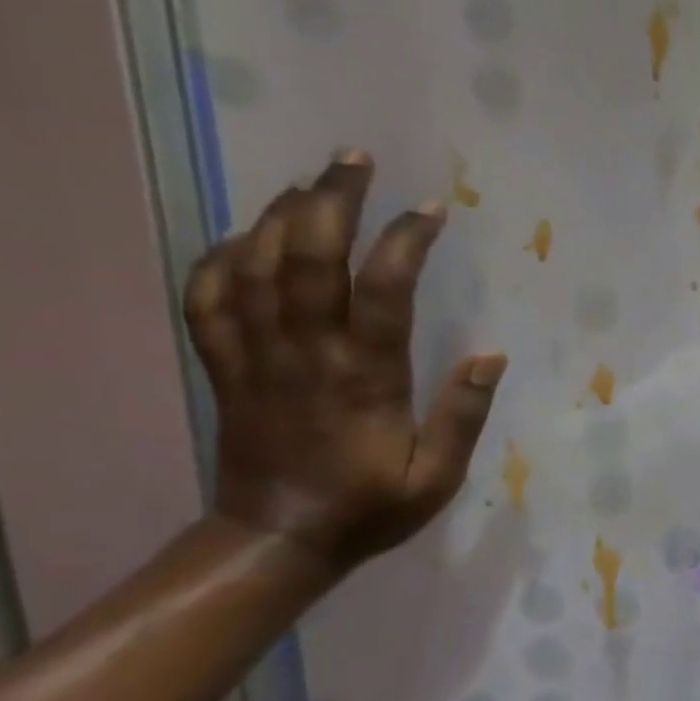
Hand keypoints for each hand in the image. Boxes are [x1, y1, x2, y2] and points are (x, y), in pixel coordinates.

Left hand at [183, 149, 506, 572]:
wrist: (277, 540)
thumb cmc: (369, 507)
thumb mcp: (437, 477)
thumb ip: (463, 415)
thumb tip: (492, 355)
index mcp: (363, 378)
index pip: (382, 291)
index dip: (405, 241)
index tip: (432, 209)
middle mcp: (305, 354)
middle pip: (306, 258)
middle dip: (331, 200)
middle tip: (357, 159)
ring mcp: (256, 357)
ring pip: (254, 267)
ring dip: (279, 215)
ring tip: (311, 182)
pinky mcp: (226, 368)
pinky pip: (208, 300)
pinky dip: (220, 259)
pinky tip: (244, 236)